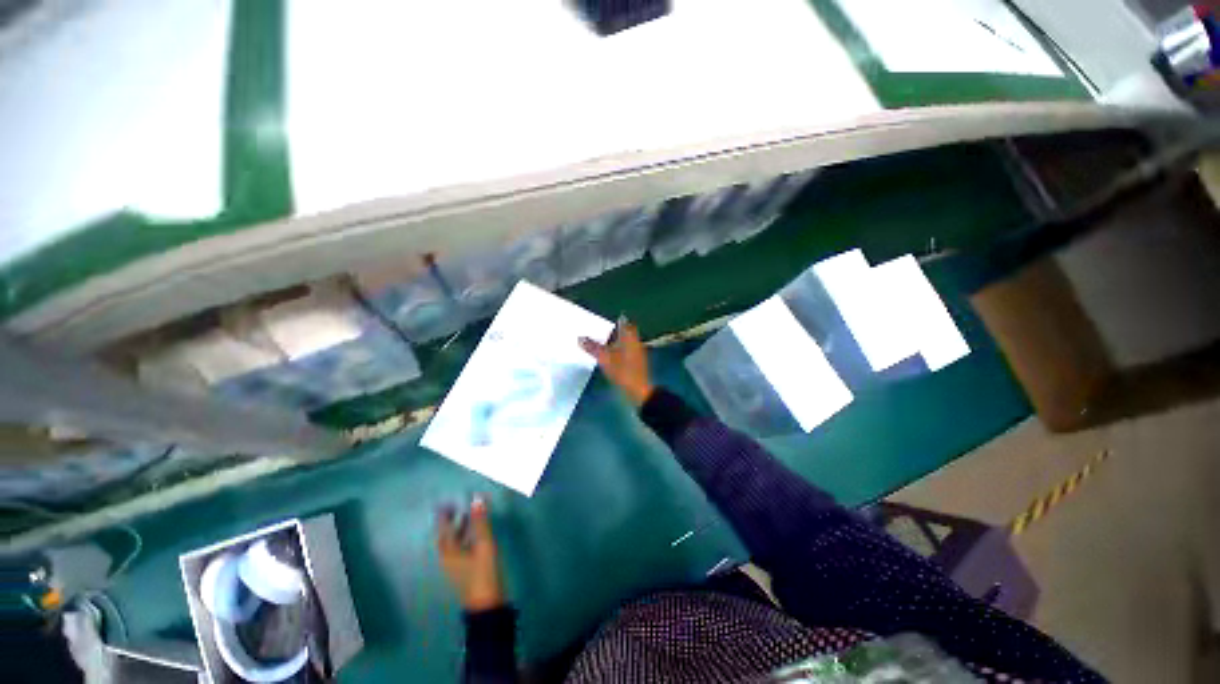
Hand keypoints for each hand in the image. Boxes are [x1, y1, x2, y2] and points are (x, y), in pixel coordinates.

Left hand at [437, 497, 504, 611]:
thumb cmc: (482, 574)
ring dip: (459, 529)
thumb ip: (480, 522)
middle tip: (456, 508)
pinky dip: (465, 538)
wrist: (487, 606)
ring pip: (454, 544)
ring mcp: (456, 566)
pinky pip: (461, 549)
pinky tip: (475, 535)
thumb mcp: (484, 545)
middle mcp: (449, 558)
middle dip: (450, 522)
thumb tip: (476, 499)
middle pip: (446, 537)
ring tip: (467, 516)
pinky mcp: (465, 571)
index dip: (444, 516)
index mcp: (449, 552)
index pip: (444, 529)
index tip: (446, 503)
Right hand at [580, 318, 653, 406]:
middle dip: (615, 330)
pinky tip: (611, 356)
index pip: (623, 322)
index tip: (603, 321)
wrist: (639, 391)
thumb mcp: (604, 359)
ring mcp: (638, 352)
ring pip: (627, 341)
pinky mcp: (637, 362)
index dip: (615, 320)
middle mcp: (635, 341)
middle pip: (626, 331)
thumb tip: (580, 338)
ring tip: (603, 343)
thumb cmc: (623, 371)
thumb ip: (592, 347)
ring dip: (617, 340)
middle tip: (601, 331)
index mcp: (629, 336)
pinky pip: (627, 350)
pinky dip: (619, 350)